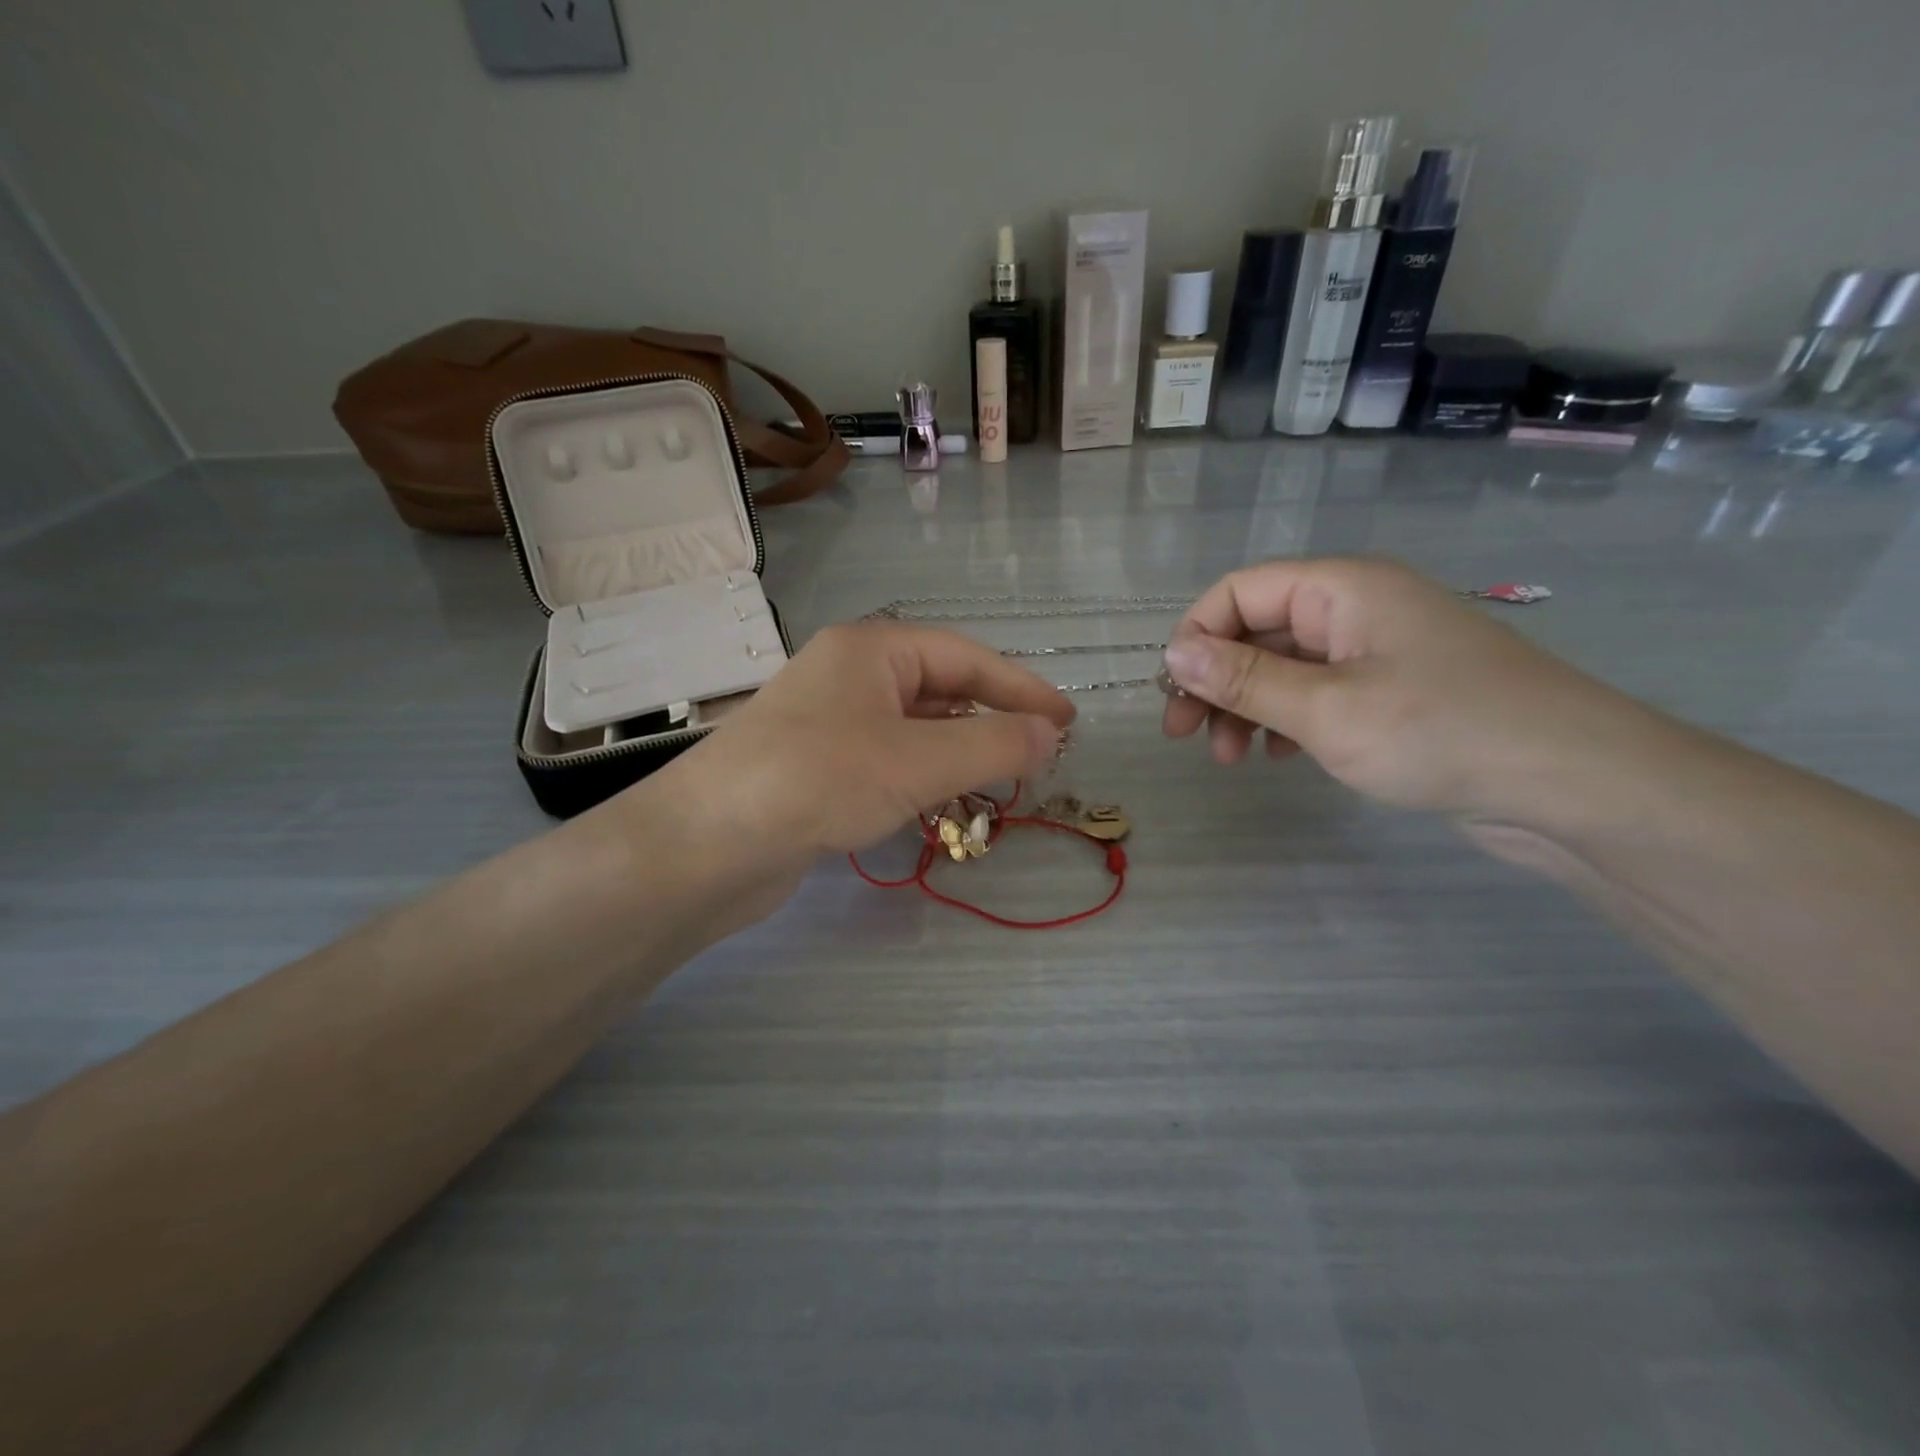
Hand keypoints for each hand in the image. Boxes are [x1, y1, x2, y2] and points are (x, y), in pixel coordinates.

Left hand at [658, 622, 1073, 872]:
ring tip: (998, 784)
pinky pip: (886, 760)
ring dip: (957, 753)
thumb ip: (992, 746)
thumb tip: (1051, 735)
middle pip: (939, 689)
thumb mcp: (918, 761)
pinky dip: (920, 777)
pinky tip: (937, 804)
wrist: (705, 845)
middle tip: (1037, 756)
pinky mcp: (815, 767)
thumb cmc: (819, 780)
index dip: (1022, 688)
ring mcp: (828, 722)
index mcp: (871, 649)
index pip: (966, 657)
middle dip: (990, 721)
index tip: (1067, 721)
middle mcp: (848, 675)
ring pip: (913, 729)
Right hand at [1161, 557, 1645, 817]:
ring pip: (1285, 666)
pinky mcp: (1394, 692)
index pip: (1239, 591)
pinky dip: (1287, 720)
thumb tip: (1172, 652)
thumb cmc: (1439, 732)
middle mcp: (1357, 607)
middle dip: (1216, 681)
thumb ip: (1242, 679)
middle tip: (1186, 737)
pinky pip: (1319, 693)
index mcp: (1341, 588)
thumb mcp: (1324, 709)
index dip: (1196, 637)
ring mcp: (1378, 651)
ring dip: (1246, 706)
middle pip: (1258, 629)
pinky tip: (1278, 756)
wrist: (1574, 784)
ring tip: (1232, 759)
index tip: (1175, 696)